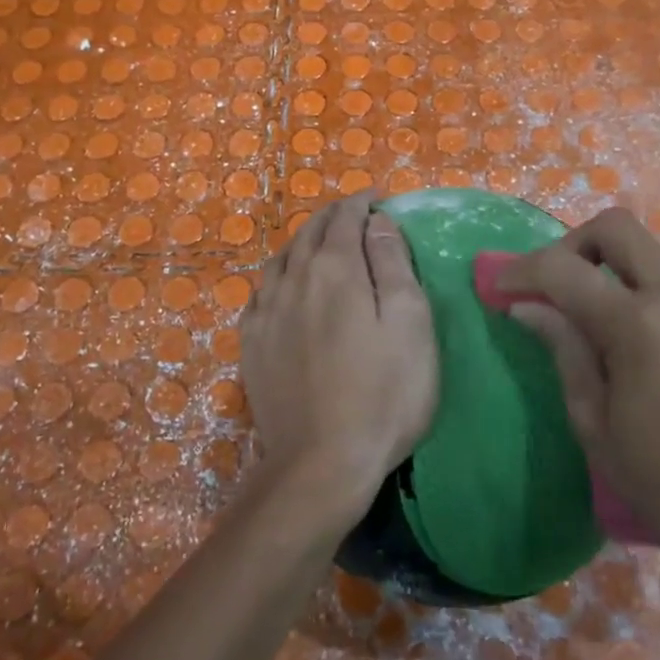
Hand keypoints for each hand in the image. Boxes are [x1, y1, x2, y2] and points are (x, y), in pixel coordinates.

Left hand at [241, 193, 439, 519]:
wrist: (321, 461)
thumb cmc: (383, 392)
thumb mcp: (409, 323)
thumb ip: (392, 264)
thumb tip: (377, 221)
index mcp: (334, 269)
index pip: (345, 218)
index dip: (361, 202)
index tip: (376, 197)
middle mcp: (292, 279)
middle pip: (310, 232)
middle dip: (333, 216)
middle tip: (353, 213)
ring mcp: (265, 312)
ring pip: (281, 258)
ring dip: (303, 241)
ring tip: (320, 242)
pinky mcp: (251, 343)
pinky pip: (261, 291)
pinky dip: (279, 275)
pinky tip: (284, 286)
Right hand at [496, 208, 659, 628]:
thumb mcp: (595, 425)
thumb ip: (563, 350)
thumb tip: (526, 306)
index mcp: (639, 326)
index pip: (563, 269)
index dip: (521, 269)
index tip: (500, 286)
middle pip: (617, 228)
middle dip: (573, 245)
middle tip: (557, 286)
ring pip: (656, 261)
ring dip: (621, 280)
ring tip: (613, 335)